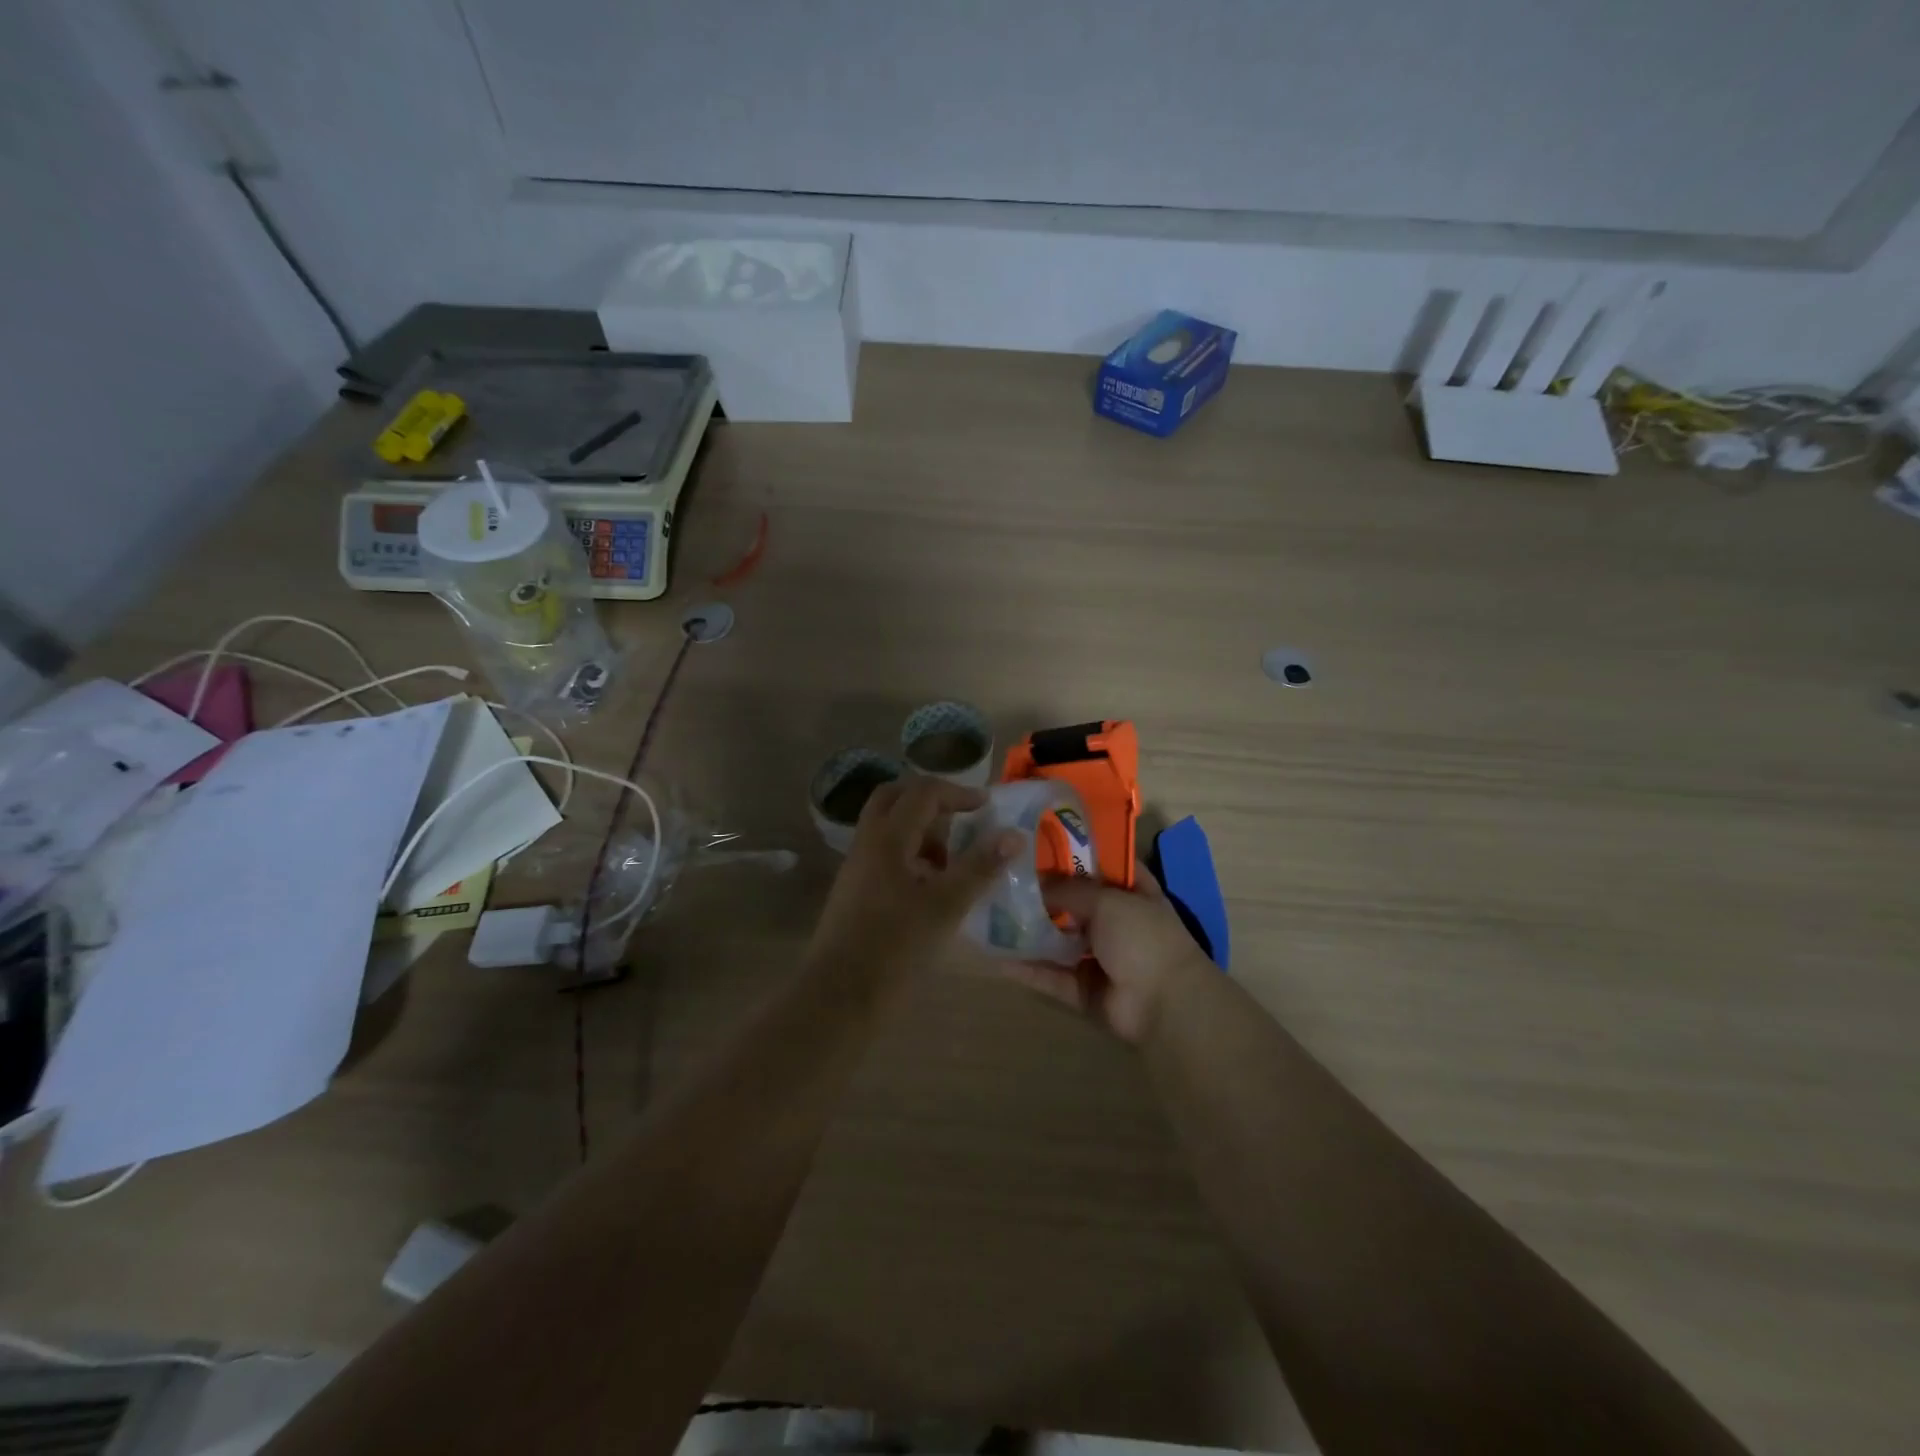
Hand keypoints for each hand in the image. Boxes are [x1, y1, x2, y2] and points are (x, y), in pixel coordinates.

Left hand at [806, 776, 1019, 982]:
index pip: (923, 792)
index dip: (958, 793)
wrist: (839, 995)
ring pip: (888, 826)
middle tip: (962, 820)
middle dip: (931, 802)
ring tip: (952, 862)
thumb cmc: (895, 946)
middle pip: (896, 798)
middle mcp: (867, 842)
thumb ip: (980, 867)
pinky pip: (884, 853)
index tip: (986, 807)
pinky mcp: (854, 889)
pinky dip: (910, 854)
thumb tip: (1013, 835)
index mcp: (887, 837)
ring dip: (921, 830)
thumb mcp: (946, 906)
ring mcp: (856, 866)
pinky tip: (931, 887)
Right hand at [999, 872, 1212, 1042]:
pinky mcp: (1084, 988)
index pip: (1101, 863)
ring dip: (1030, 929)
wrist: (1165, 1004)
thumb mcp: (1107, 900)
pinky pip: (1050, 975)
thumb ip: (1069, 889)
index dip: (1073, 851)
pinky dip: (1026, 968)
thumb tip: (1035, 883)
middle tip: (1003, 875)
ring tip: (991, 912)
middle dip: (1042, 891)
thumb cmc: (1143, 937)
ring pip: (1058, 939)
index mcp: (1133, 891)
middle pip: (1073, 901)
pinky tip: (994, 955)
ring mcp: (1099, 956)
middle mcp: (1116, 920)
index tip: (1037, 840)